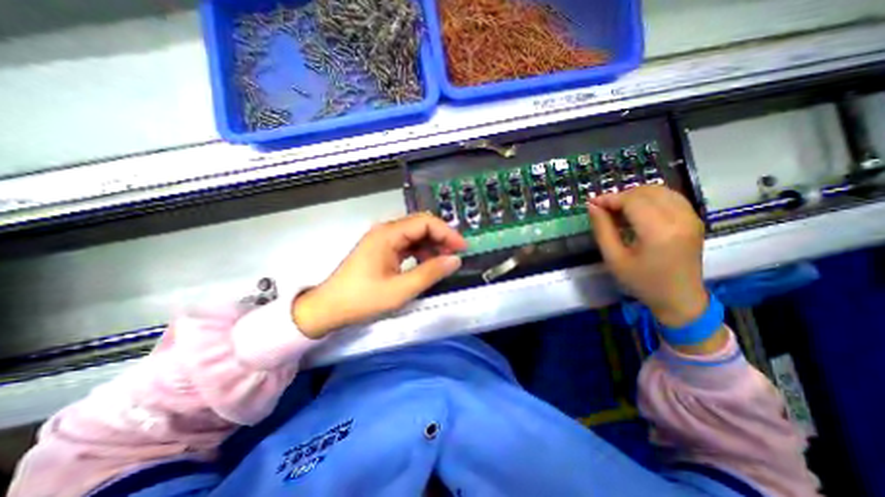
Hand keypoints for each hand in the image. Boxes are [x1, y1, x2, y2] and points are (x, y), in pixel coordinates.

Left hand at [293, 212, 469, 338]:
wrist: (328, 309)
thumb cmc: (362, 299)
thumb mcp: (400, 290)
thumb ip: (430, 273)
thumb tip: (455, 260)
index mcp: (388, 234)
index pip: (425, 222)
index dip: (447, 232)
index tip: (462, 248)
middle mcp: (386, 231)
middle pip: (420, 226)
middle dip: (441, 238)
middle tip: (456, 255)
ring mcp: (383, 240)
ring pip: (415, 235)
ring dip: (432, 246)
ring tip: (444, 262)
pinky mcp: (382, 250)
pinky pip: (407, 245)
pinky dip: (421, 253)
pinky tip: (427, 265)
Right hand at [589, 184, 710, 325]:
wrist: (680, 298)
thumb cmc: (642, 282)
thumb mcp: (614, 259)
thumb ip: (602, 229)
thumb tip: (593, 206)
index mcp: (659, 232)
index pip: (633, 200)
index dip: (610, 198)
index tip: (593, 204)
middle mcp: (680, 218)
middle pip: (646, 191)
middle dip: (621, 196)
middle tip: (604, 209)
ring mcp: (691, 217)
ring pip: (659, 190)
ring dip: (635, 195)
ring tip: (619, 210)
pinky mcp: (695, 219)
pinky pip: (670, 197)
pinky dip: (650, 198)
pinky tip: (638, 211)